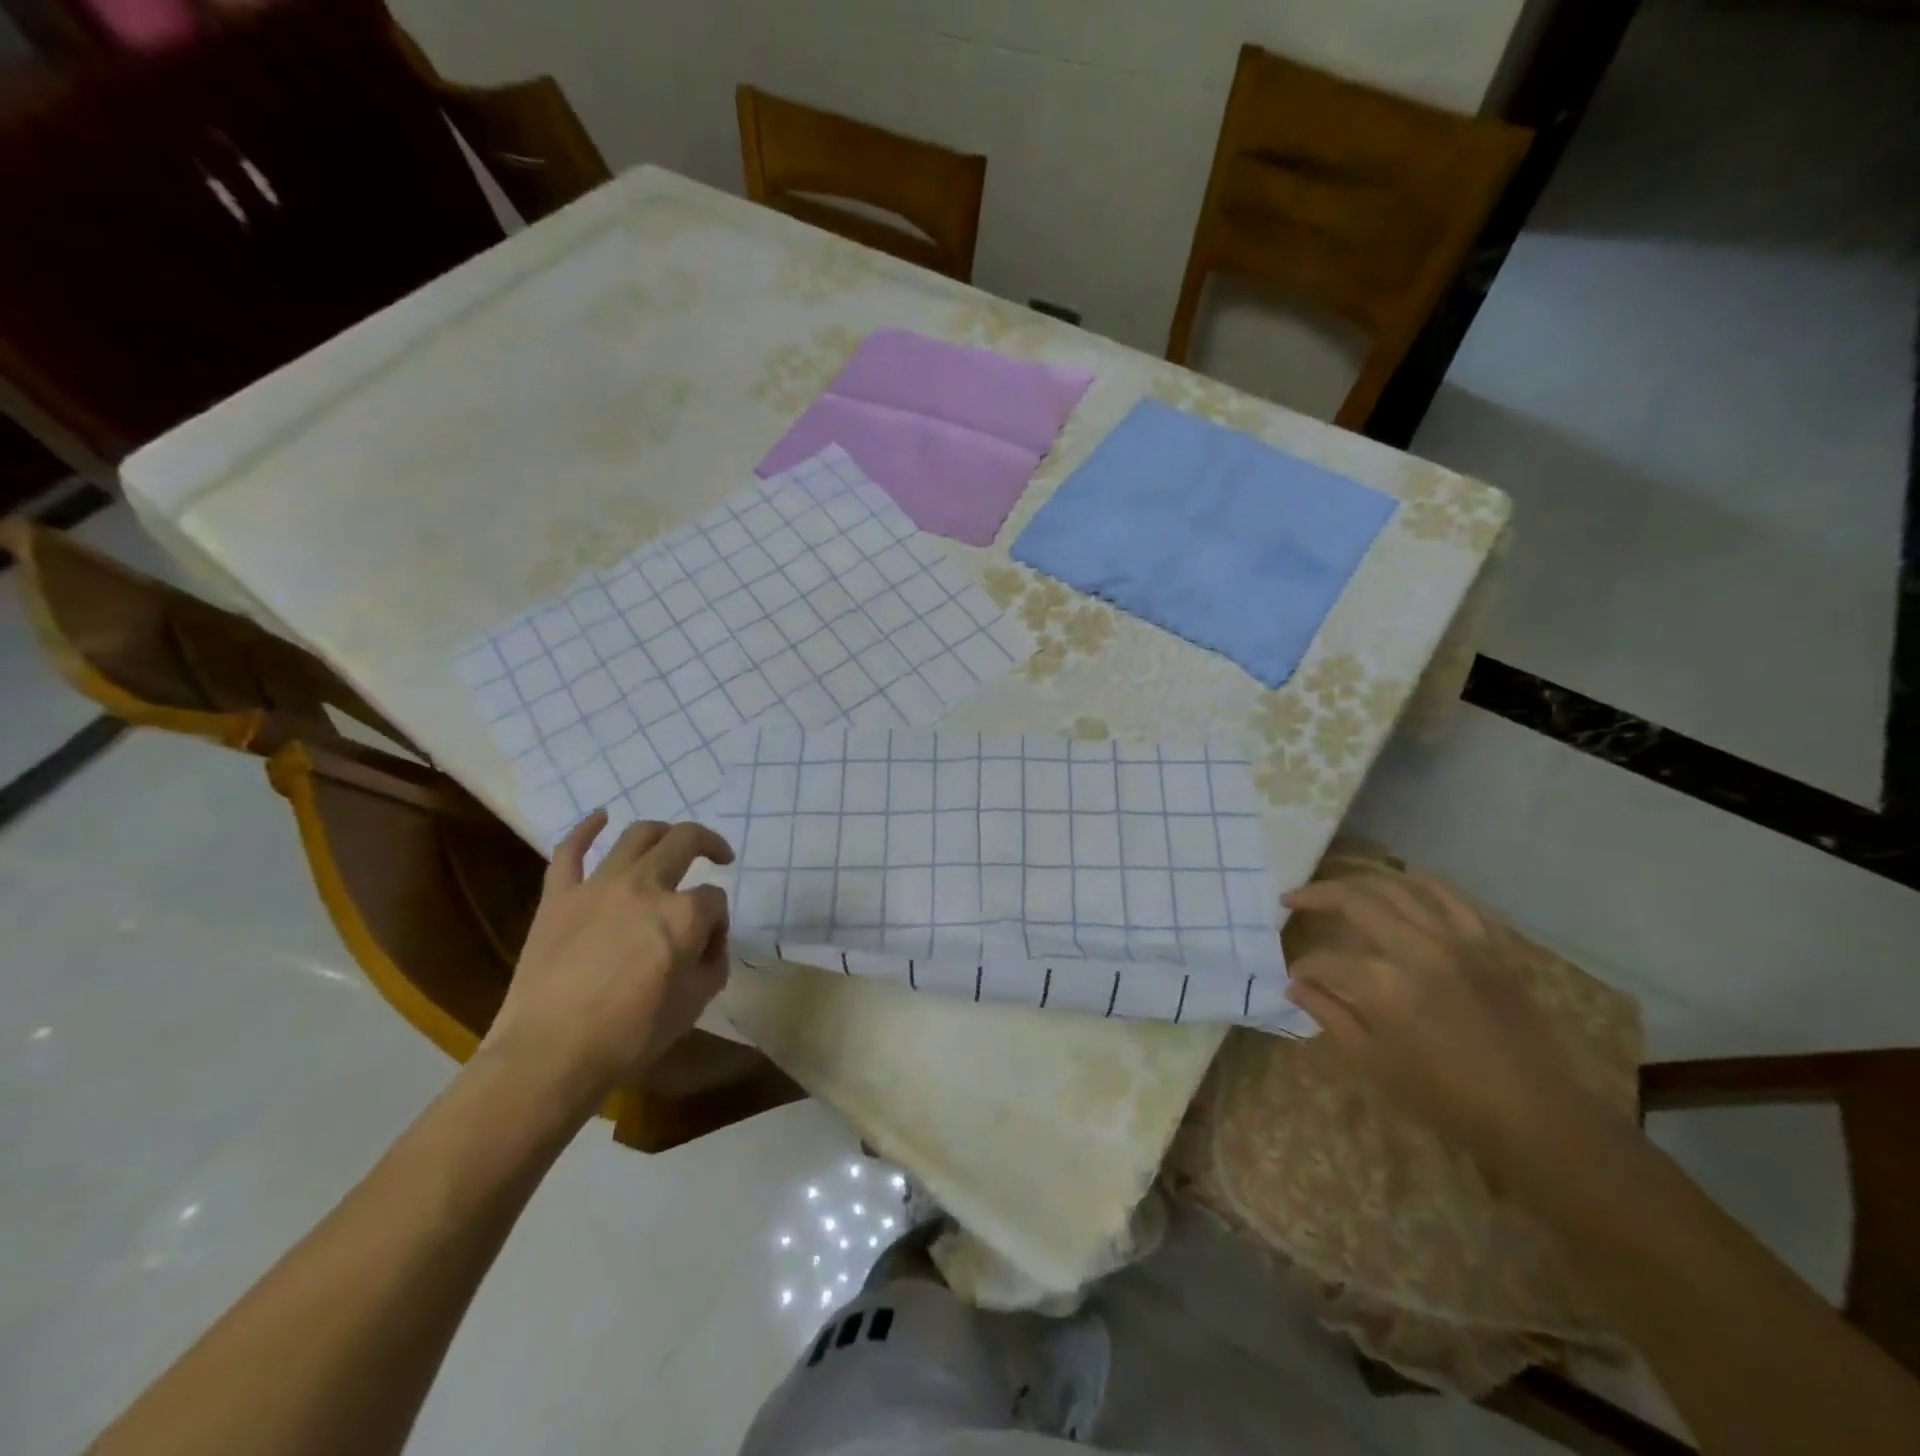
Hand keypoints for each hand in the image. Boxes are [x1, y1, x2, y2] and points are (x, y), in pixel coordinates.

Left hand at [481, 812, 734, 1116]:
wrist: (550, 1055)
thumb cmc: (631, 1035)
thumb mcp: (695, 1004)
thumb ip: (713, 964)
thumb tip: (708, 943)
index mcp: (685, 913)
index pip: (716, 900)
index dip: (719, 920)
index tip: (711, 945)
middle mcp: (647, 885)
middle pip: (685, 842)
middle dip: (709, 844)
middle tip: (718, 855)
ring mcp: (599, 885)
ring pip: (637, 835)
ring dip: (662, 831)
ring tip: (671, 840)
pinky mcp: (559, 896)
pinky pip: (570, 851)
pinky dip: (586, 829)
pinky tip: (600, 817)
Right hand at [1282, 863, 1625, 1177]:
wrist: (1537, 1117)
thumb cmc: (1447, 1099)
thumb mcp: (1374, 1064)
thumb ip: (1330, 1016)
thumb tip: (1294, 986)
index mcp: (1386, 986)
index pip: (1327, 961)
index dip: (1303, 966)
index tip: (1294, 977)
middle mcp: (1418, 950)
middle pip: (1355, 902)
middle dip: (1315, 896)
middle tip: (1291, 899)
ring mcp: (1456, 943)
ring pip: (1398, 889)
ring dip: (1359, 881)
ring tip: (1335, 884)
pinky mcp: (1487, 947)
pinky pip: (1453, 900)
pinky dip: (1424, 884)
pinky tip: (1404, 876)